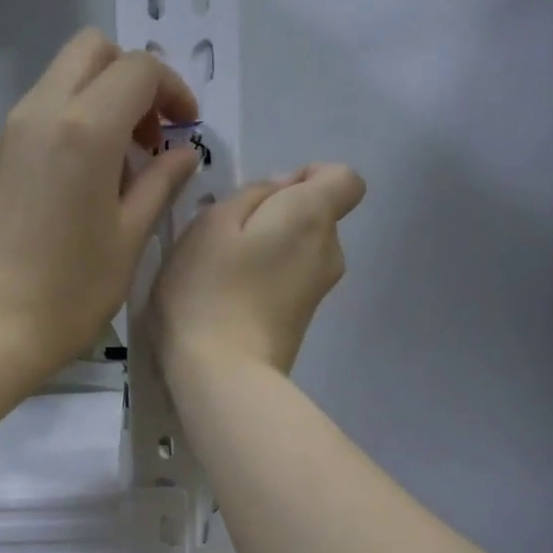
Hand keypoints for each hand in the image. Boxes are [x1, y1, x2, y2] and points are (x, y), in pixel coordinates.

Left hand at [0, 29, 201, 374]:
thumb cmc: (70, 293)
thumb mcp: (129, 240)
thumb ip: (159, 184)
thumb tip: (182, 153)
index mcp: (84, 129)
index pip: (138, 70)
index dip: (172, 90)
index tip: (184, 130)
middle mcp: (38, 113)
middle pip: (90, 51)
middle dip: (130, 78)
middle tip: (147, 135)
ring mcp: (4, 134)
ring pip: (57, 81)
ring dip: (95, 101)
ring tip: (113, 167)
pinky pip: (31, 118)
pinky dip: (63, 127)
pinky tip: (71, 186)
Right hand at [152, 163, 366, 376]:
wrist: (222, 375)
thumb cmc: (209, 291)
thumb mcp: (210, 224)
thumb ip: (249, 194)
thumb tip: (278, 193)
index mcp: (312, 217)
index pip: (344, 179)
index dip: (309, 176)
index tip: (267, 197)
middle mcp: (329, 251)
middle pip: (315, 216)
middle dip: (278, 216)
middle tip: (227, 238)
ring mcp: (318, 291)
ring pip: (299, 251)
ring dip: (268, 250)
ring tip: (222, 272)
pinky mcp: (302, 322)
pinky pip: (289, 281)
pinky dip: (266, 280)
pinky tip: (229, 299)